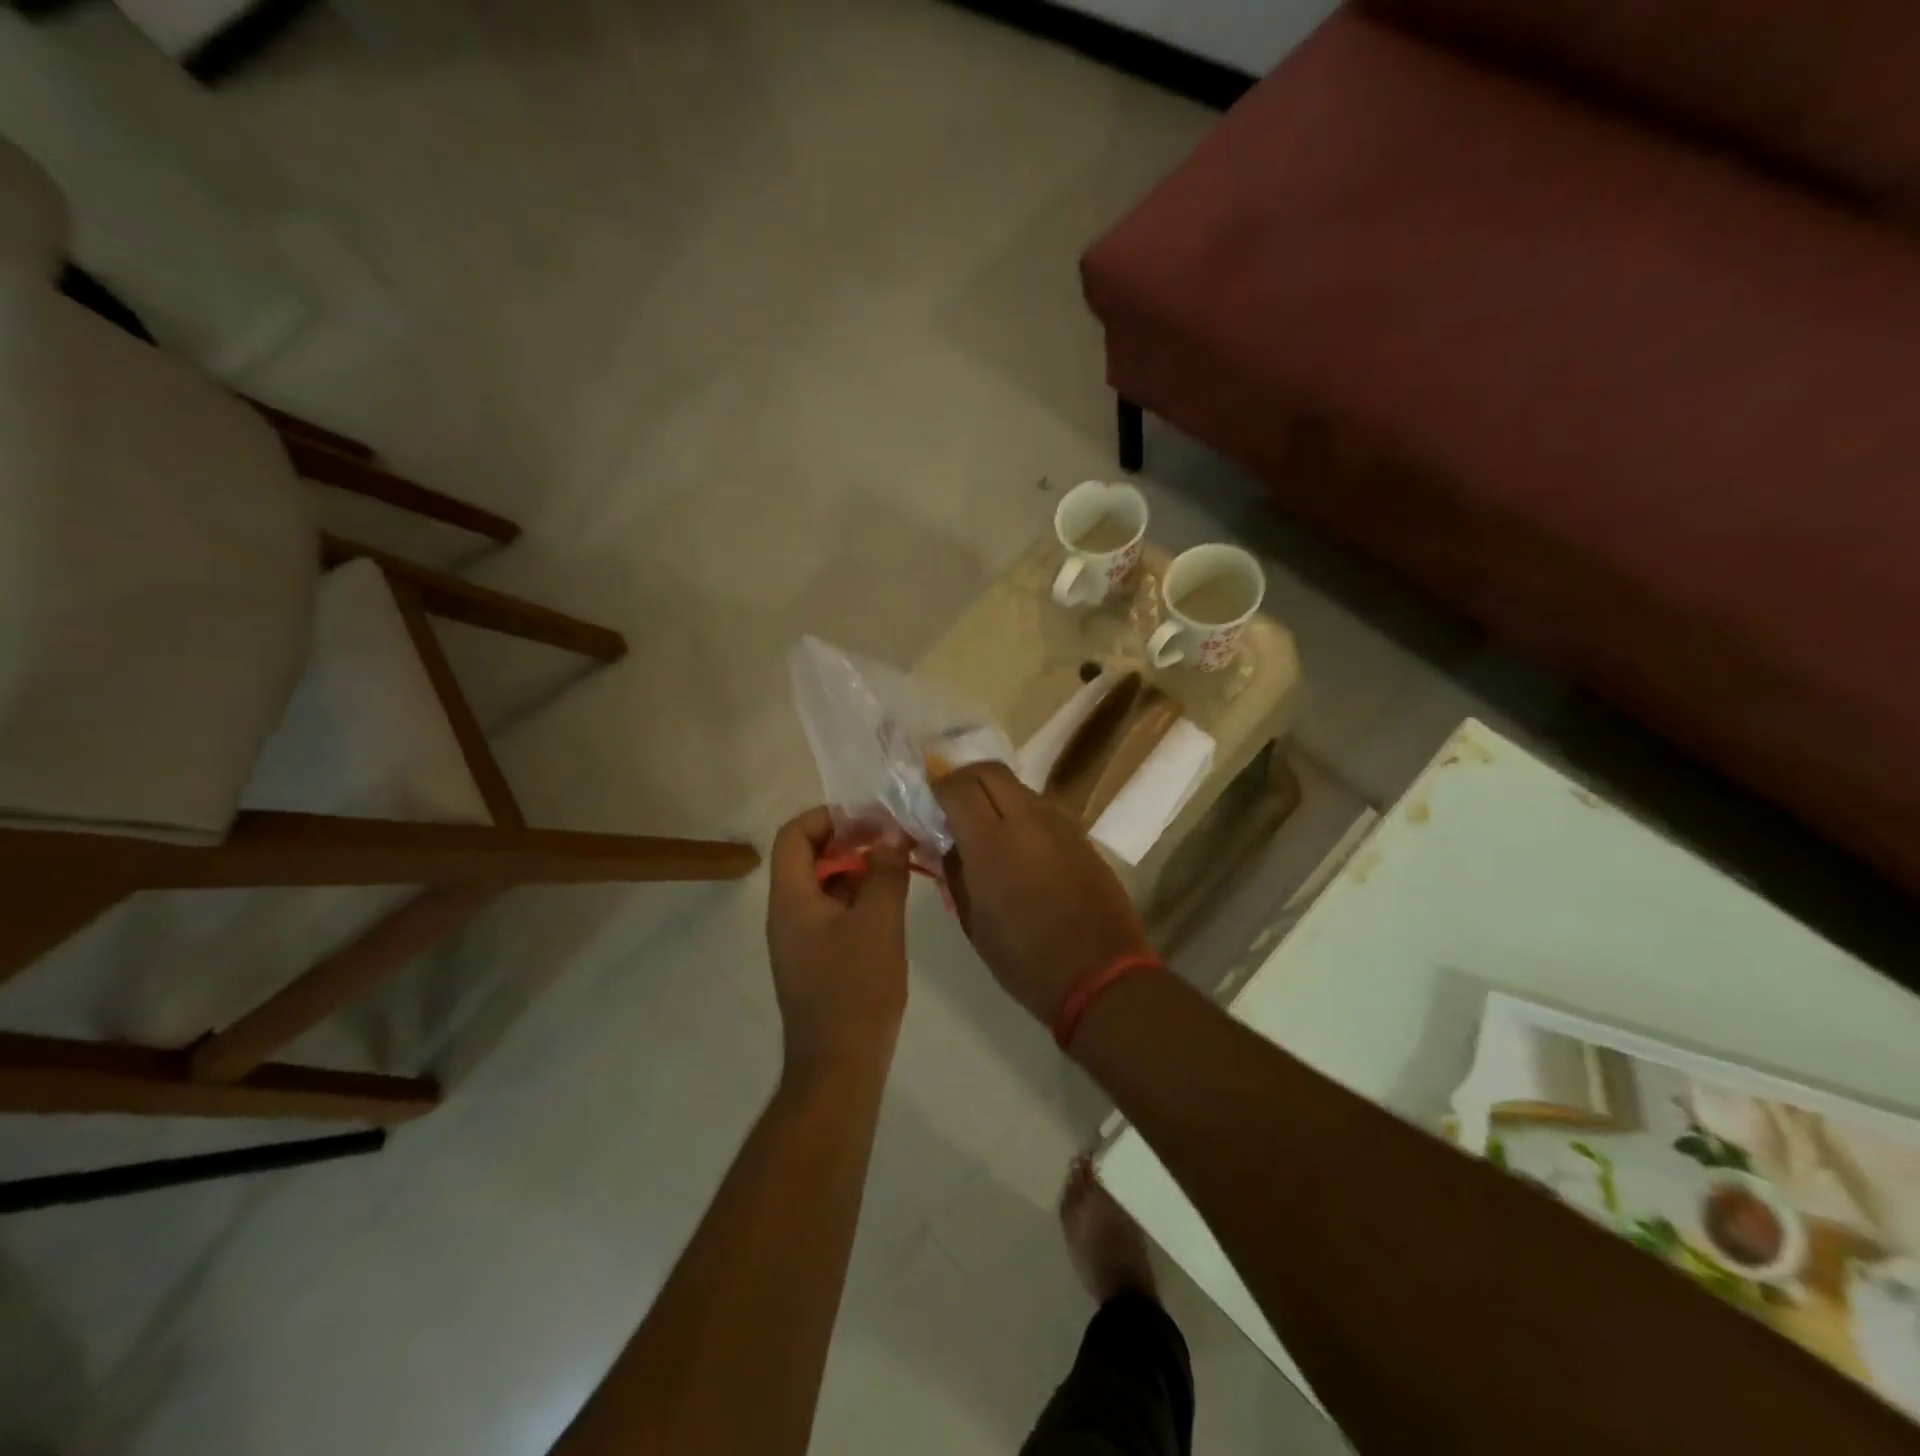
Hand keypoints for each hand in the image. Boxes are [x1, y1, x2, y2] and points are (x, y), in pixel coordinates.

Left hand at [765, 807, 911, 1082]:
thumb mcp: (879, 921)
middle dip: (849, 840)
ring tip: (897, 866)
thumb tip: (892, 834)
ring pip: (823, 885)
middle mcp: (786, 913)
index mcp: (791, 898)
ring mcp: (799, 939)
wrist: (839, 1065)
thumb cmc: (856, 988)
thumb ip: (885, 870)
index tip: (870, 818)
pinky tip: (889, 904)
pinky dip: (856, 898)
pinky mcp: (814, 960)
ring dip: (856, 869)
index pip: (795, 834)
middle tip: (891, 839)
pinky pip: (831, 913)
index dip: (829, 816)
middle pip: (808, 856)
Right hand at [933, 762, 1152, 1025]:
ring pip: (1018, 786)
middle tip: (951, 803)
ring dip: (995, 794)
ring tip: (984, 825)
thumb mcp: (973, 921)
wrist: (1100, 974)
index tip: (926, 801)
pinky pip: (1042, 808)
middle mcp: (1027, 819)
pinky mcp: (1081, 834)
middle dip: (964, 778)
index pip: (957, 786)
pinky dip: (1021, 812)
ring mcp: (1059, 823)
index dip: (937, 786)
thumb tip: (943, 841)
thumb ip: (954, 871)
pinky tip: (1018, 843)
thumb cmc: (1024, 958)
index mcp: (992, 843)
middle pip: (989, 771)